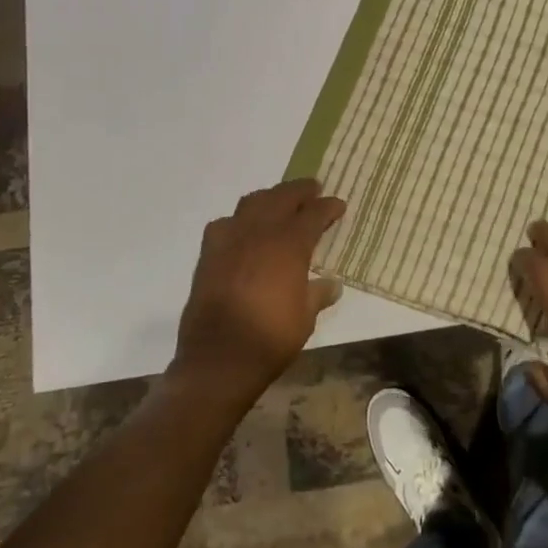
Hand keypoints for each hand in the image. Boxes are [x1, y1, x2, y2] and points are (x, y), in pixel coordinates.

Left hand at [171, 179, 344, 411]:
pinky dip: (239, 220)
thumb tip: (333, 284)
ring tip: (280, 202)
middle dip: (300, 190)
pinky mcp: (209, 254)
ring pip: (252, 203)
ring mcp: (230, 240)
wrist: (219, 359)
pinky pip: (225, 223)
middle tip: (313, 189)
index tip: (338, 205)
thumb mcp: (306, 318)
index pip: (313, 214)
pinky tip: (243, 230)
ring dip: (270, 198)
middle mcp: (260, 233)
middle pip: (282, 197)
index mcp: (289, 245)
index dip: (328, 207)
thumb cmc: (271, 339)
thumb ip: (318, 294)